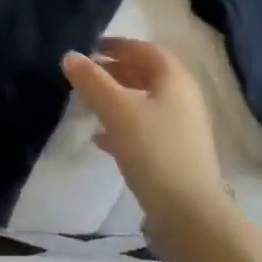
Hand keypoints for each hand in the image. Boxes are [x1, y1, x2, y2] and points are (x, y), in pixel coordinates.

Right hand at [62, 39, 230, 239]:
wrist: (190, 216)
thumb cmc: (154, 151)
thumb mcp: (117, 111)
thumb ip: (92, 81)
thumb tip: (70, 56)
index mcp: (175, 80)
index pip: (146, 50)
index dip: (119, 45)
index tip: (92, 47)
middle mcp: (184, 99)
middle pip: (147, 75)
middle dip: (116, 71)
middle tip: (87, 75)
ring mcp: (183, 130)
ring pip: (146, 103)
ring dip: (118, 99)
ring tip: (89, 104)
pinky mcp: (177, 157)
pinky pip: (147, 130)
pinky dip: (124, 126)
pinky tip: (101, 139)